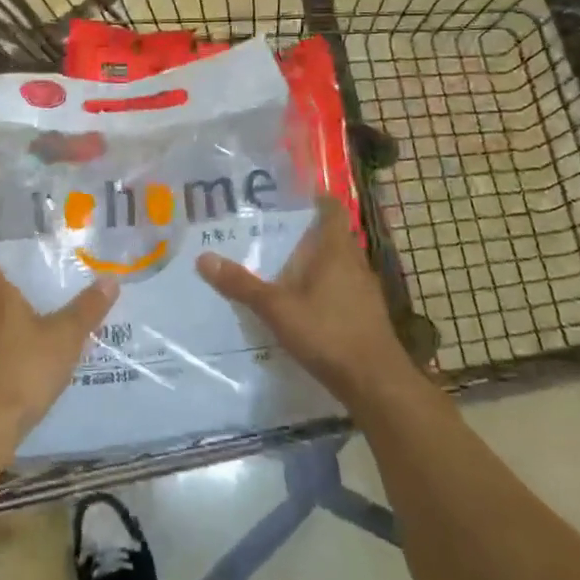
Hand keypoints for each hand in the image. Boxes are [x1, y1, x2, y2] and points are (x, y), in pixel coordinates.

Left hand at [0, 243, 117, 467]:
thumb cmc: (21, 371)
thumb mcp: (64, 338)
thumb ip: (87, 310)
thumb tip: (111, 279)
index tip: (2, 226)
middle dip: (9, 272)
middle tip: (39, 261)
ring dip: (10, 307)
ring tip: (41, 301)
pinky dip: (9, 335)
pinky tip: (31, 346)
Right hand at [196, 195, 414, 408]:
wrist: (376, 383)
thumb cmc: (328, 333)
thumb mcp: (277, 309)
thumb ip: (242, 285)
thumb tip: (204, 258)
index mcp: (336, 250)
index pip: (331, 209)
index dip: (315, 198)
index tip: (289, 196)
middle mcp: (355, 263)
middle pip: (332, 236)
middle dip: (306, 232)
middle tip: (272, 230)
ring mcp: (365, 290)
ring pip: (339, 264)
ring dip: (316, 262)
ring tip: (282, 265)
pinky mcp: (367, 315)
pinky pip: (343, 288)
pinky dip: (324, 287)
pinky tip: (303, 303)